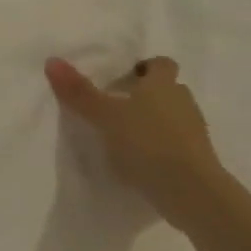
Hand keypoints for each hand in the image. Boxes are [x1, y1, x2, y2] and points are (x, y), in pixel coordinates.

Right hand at [45, 56, 223, 217]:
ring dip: (155, 123)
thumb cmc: (147, 142)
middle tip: (119, 109)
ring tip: (127, 138)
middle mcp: (183, 101)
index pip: (161, 64)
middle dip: (147, 96)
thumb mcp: (105, 116)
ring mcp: (194, 131)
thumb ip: (79, 92)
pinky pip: (177, 144)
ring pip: (173, 117)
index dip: (145, 68)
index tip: (124, 79)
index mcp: (163, 84)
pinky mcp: (198, 159)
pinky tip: (142, 162)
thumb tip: (52, 60)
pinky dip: (162, 148)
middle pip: (167, 90)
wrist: (190, 190)